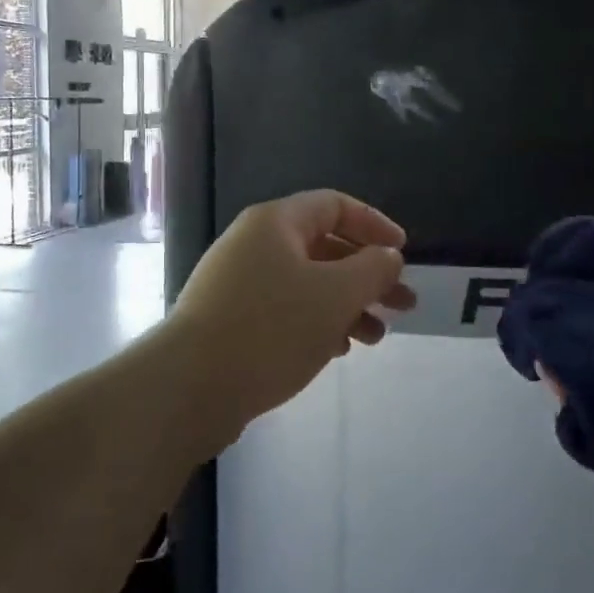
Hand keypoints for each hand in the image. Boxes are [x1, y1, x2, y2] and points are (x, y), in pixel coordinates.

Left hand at [165, 190, 414, 446]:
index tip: (402, 252)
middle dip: (367, 275)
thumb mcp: (335, 295)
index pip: (335, 205)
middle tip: (403, 304)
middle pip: (324, 248)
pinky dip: (317, 323)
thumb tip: (388, 256)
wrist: (190, 387)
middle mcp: (253, 244)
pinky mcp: (230, 320)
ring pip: (307, 283)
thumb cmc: (271, 329)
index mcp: (275, 223)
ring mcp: (238, 283)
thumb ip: (372, 269)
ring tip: (376, 337)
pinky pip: (285, 310)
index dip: (374, 224)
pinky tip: (337, 350)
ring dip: (347, 305)